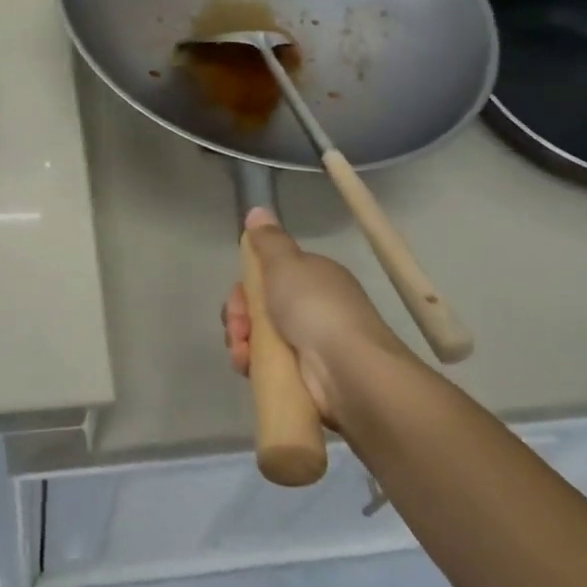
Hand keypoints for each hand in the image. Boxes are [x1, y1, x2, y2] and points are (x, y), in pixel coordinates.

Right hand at [222, 208, 402, 425]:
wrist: (348, 370)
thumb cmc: (315, 308)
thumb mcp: (286, 263)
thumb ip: (269, 240)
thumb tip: (257, 209)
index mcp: (314, 278)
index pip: (270, 276)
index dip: (246, 286)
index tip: (238, 297)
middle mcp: (313, 308)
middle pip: (261, 307)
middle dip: (240, 316)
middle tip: (238, 326)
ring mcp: (310, 344)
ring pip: (260, 337)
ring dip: (241, 341)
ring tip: (242, 352)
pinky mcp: (305, 377)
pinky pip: (268, 365)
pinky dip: (253, 365)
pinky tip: (247, 366)